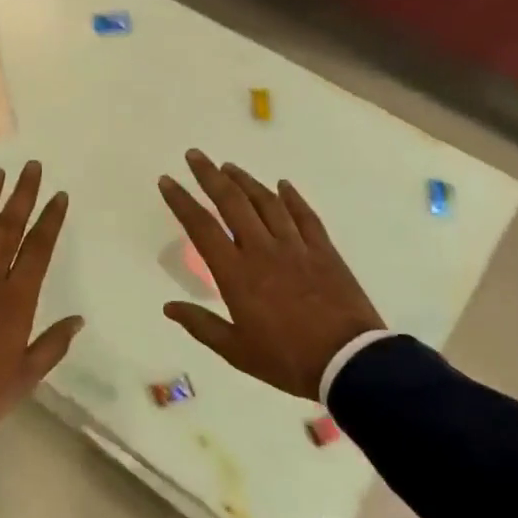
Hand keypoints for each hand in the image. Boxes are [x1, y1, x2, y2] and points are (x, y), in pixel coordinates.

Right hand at [159, 151, 384, 400]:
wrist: (350, 362)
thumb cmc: (287, 359)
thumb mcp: (236, 350)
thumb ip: (201, 325)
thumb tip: (169, 307)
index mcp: (236, 273)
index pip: (201, 227)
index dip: (182, 201)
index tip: (167, 180)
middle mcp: (262, 249)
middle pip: (232, 202)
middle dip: (210, 175)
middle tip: (195, 155)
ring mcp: (296, 246)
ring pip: (267, 202)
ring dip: (245, 181)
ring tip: (229, 166)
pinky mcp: (324, 251)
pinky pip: (305, 216)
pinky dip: (292, 197)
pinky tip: (283, 185)